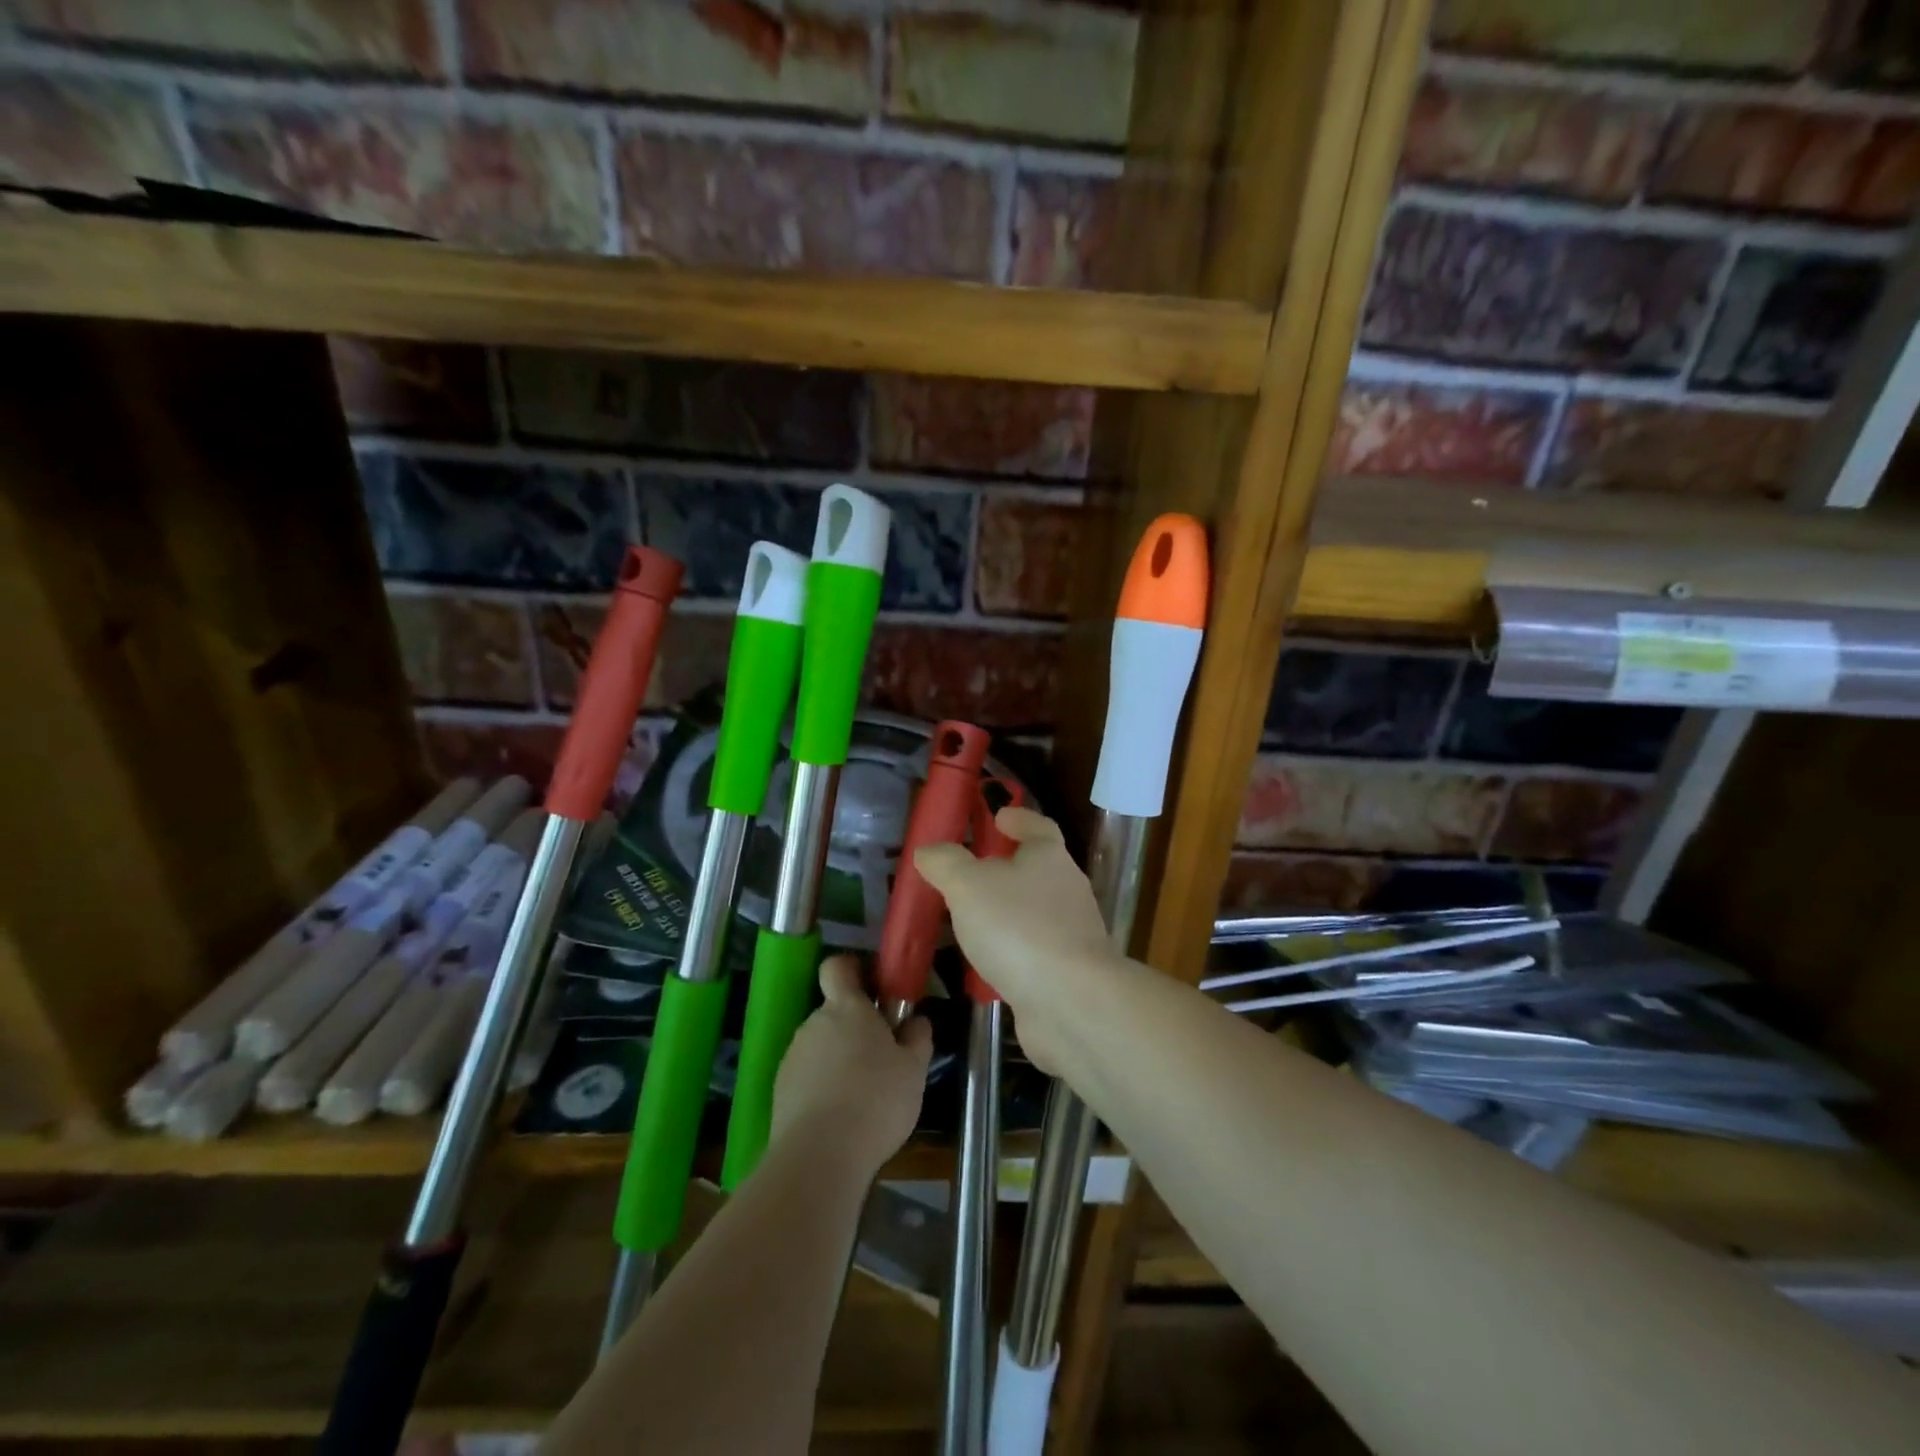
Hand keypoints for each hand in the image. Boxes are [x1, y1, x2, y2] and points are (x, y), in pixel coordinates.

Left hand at [771, 955, 932, 1176]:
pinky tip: (842, 1117)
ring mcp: (793, 1057)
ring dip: (839, 1060)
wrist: (819, 1157)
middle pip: (834, 1012)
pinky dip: (823, 1088)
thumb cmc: (876, 1100)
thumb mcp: (914, 1069)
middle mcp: (814, 1023)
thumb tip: (916, 1020)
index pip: (838, 967)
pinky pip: (808, 1077)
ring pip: (822, 1047)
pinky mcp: (781, 1091)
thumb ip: (917, 1038)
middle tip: (883, 1056)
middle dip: (856, 1028)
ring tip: (864, 1096)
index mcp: (846, 1008)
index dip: (852, 971)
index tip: (873, 988)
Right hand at [913, 807, 1116, 1073]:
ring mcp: (1071, 934)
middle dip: (1005, 868)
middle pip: (1037, 869)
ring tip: (968, 920)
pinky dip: (1011, 950)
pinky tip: (986, 963)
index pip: (1038, 826)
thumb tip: (929, 850)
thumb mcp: (967, 886)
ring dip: (1006, 912)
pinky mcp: (1068, 973)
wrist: (1071, 1002)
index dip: (1019, 818)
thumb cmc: (1018, 928)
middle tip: (968, 873)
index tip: (999, 816)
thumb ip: (945, 863)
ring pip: (1034, 912)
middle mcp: (1067, 890)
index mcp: (1049, 858)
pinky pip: (1034, 951)